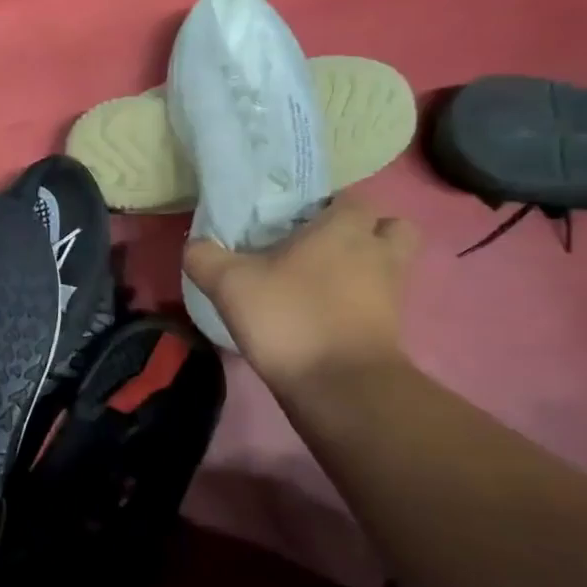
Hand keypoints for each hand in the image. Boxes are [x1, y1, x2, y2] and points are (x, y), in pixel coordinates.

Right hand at [184, 199, 418, 388]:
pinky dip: (360, 305)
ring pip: (390, 266)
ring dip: (365, 269)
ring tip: (323, 283)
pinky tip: (323, 316)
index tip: (295, 220)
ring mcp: (391, 293)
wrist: (340, 388)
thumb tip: (195, 244)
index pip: (350, 198)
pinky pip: (380, 303)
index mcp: (344, 229)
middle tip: (323, 247)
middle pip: (389, 228)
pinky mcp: (391, 330)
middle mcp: (378, 253)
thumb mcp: (230, 284)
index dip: (326, 205)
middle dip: (365, 232)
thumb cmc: (289, 318)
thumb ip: (205, 257)